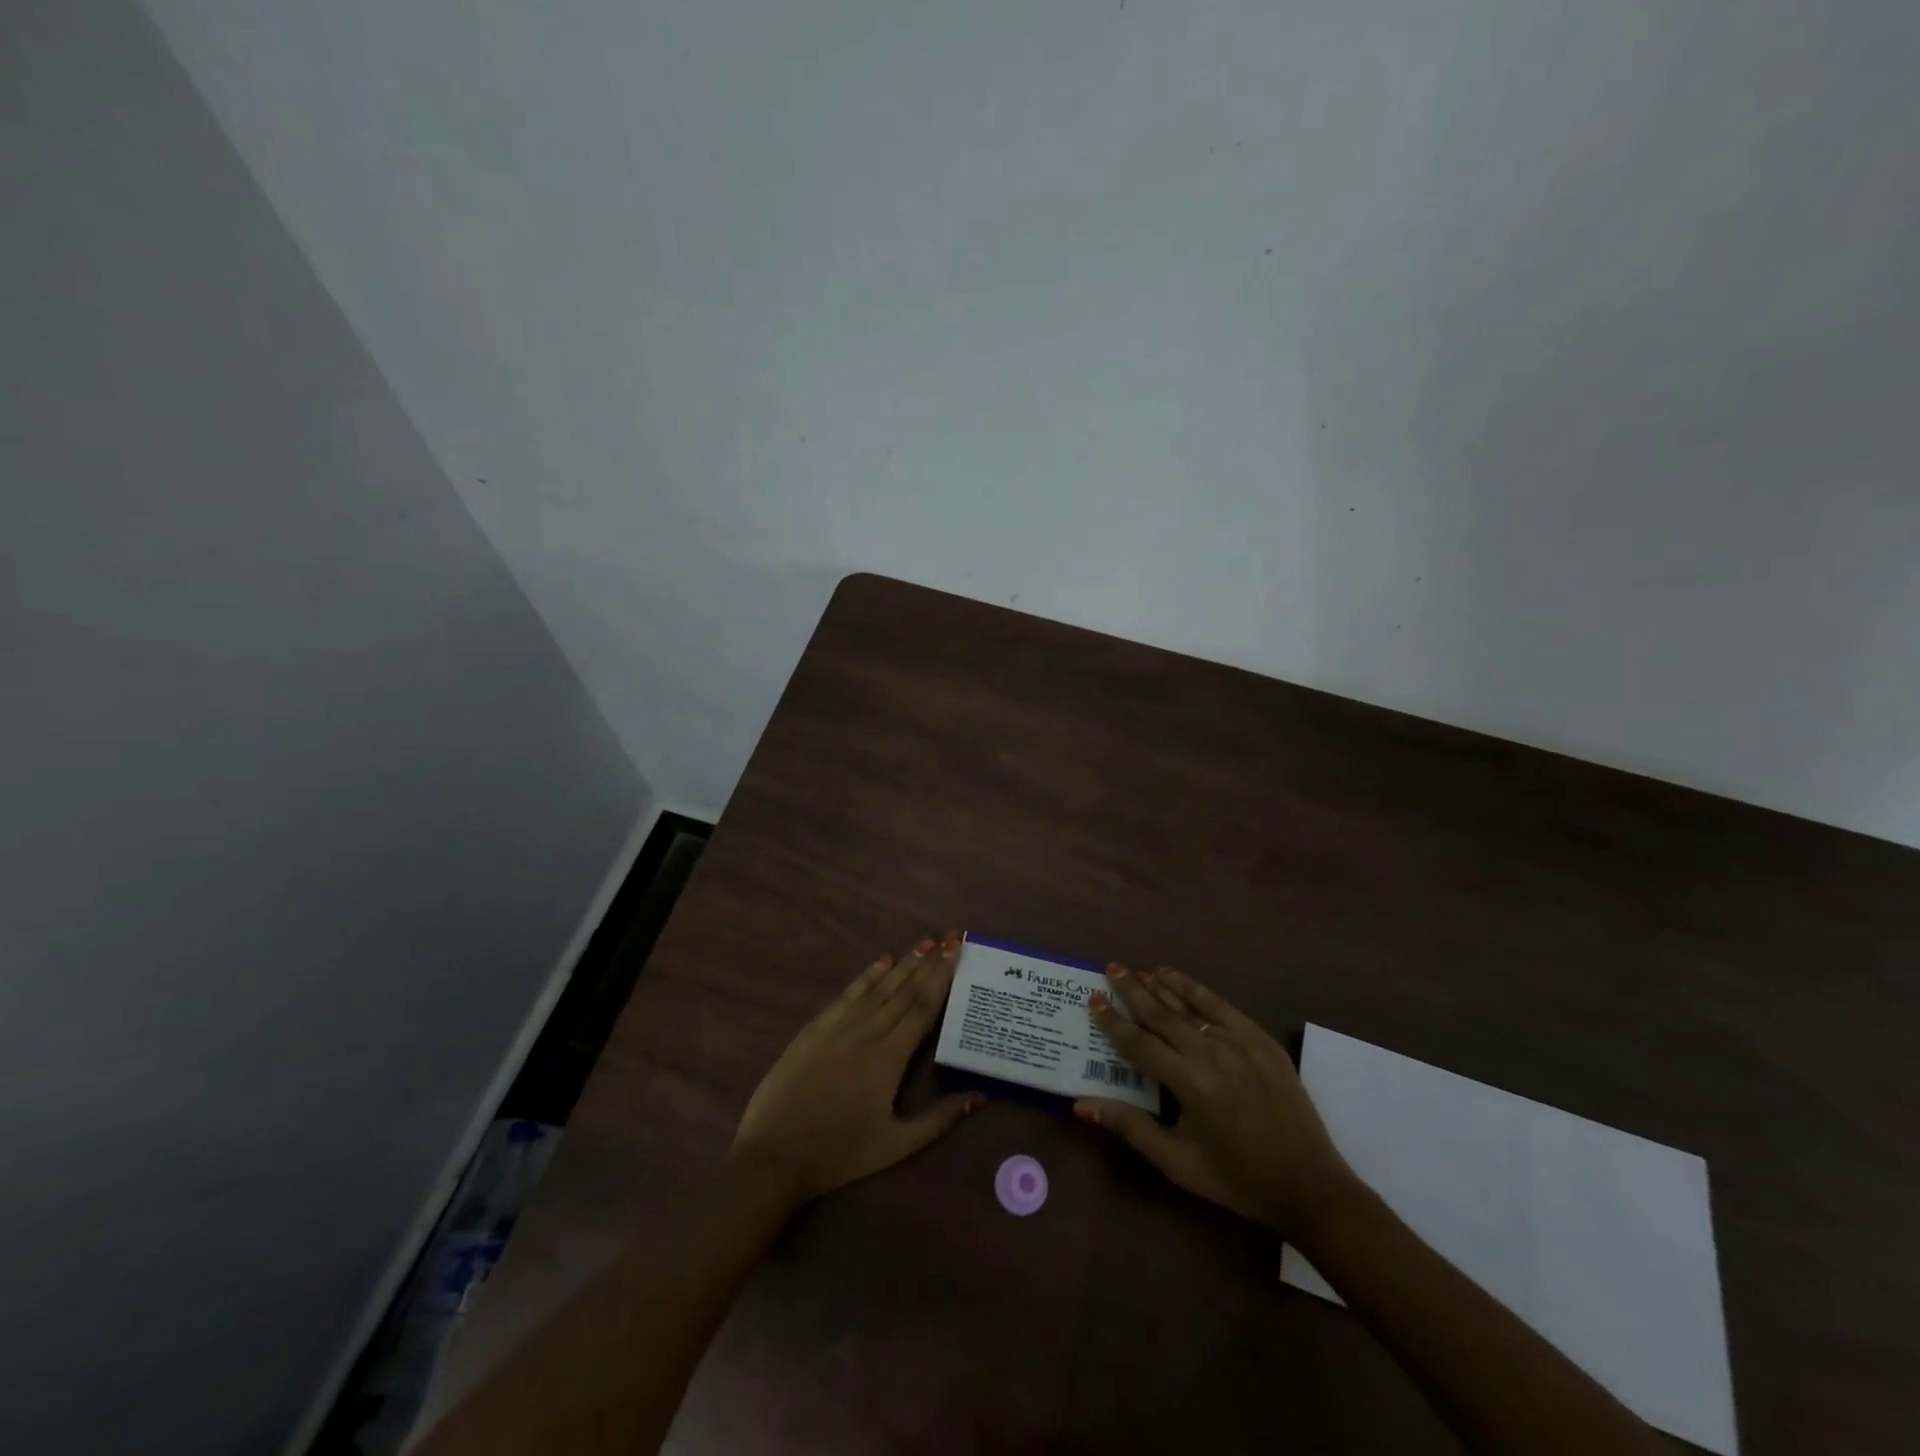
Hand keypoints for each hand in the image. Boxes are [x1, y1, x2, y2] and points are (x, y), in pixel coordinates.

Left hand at [730, 931, 982, 1207]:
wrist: (773, 1156)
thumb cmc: (839, 1154)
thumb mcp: (895, 1146)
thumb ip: (939, 1119)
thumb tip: (982, 1097)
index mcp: (889, 1058)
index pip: (923, 1008)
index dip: (942, 978)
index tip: (957, 952)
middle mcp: (866, 1033)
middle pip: (904, 991)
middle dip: (930, 963)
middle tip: (950, 937)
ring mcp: (837, 1027)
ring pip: (878, 988)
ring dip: (904, 964)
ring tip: (925, 943)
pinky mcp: (814, 1029)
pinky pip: (847, 995)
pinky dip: (867, 976)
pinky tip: (882, 961)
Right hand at [1076, 965, 1351, 1233]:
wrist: (1310, 1186)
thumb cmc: (1237, 1179)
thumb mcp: (1177, 1162)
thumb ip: (1130, 1127)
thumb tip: (1081, 1105)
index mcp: (1189, 1083)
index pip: (1139, 1043)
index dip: (1113, 1021)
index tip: (1093, 999)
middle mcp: (1211, 1053)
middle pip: (1162, 1014)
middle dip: (1133, 991)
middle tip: (1111, 969)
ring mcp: (1239, 1042)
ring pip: (1190, 1005)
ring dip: (1162, 985)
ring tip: (1139, 970)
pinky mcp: (1261, 1040)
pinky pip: (1221, 1006)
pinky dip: (1197, 990)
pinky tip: (1179, 979)